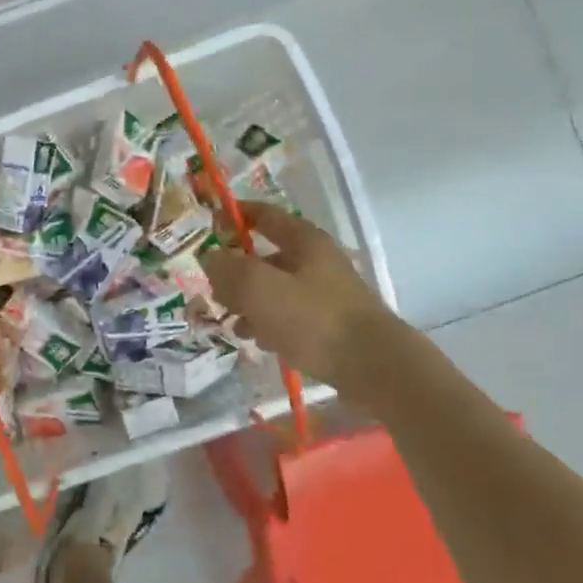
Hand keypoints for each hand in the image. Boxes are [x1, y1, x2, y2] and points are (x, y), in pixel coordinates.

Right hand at [202, 202, 401, 403]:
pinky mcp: (327, 324)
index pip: (265, 215)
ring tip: (234, 325)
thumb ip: (229, 268)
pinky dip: (268, 324)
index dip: (236, 215)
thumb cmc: (312, 319)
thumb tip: (211, 257)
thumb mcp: (259, 288)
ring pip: (274, 290)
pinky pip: (287, 316)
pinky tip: (260, 341)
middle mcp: (316, 261)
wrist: (372, 366)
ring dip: (249, 304)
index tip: (210, 224)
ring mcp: (324, 293)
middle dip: (235, 273)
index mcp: (304, 241)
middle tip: (215, 293)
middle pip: (265, 257)